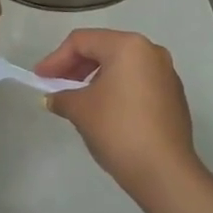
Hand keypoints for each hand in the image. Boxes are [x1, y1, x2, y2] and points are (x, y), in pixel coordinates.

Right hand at [35, 28, 200, 200]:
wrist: (163, 170)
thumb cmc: (117, 129)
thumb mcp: (80, 109)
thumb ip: (62, 96)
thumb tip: (55, 98)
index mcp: (128, 46)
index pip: (82, 41)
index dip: (55, 59)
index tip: (39, 79)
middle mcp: (151, 52)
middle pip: (104, 49)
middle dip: (75, 67)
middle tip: (55, 86)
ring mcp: (166, 74)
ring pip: (121, 66)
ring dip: (95, 79)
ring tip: (77, 100)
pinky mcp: (173, 96)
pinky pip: (137, 83)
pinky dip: (115, 90)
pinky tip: (103, 111)